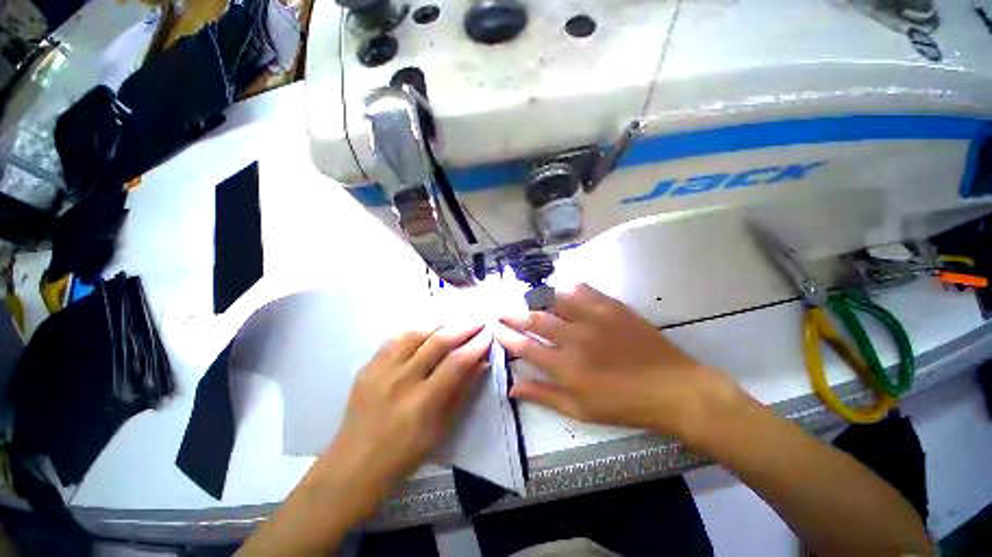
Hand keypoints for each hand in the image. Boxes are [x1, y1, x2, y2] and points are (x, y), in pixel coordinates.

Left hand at [308, 324, 491, 516]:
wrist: (353, 466)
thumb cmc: (404, 455)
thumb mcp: (441, 428)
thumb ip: (462, 391)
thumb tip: (482, 363)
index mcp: (422, 402)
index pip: (456, 362)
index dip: (476, 345)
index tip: (489, 334)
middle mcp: (401, 380)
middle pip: (437, 342)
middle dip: (463, 328)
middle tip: (478, 322)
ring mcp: (380, 370)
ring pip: (416, 334)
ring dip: (440, 326)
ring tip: (455, 323)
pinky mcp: (367, 367)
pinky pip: (395, 340)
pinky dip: (416, 332)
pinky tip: (427, 331)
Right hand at [497, 284, 742, 439]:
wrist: (673, 389)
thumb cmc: (624, 405)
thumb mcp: (580, 410)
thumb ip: (543, 396)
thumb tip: (512, 387)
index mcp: (564, 366)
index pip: (524, 346)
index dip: (506, 336)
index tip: (495, 328)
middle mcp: (574, 338)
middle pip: (535, 319)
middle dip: (514, 314)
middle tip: (502, 310)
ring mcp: (593, 318)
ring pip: (555, 300)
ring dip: (538, 299)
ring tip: (529, 299)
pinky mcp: (611, 307)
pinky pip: (583, 290)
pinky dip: (569, 289)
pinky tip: (563, 290)